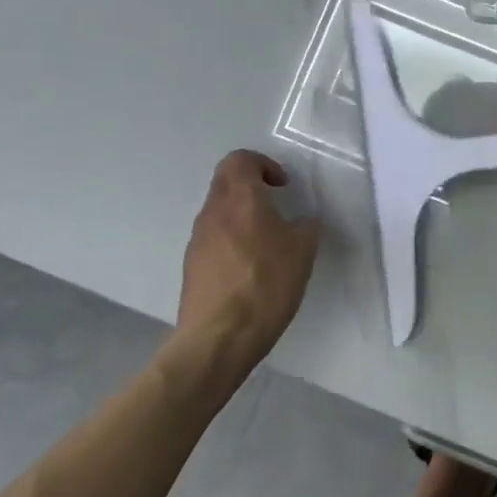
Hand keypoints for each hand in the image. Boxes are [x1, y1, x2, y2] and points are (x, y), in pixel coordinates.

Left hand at [176, 151, 321, 371]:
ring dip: (241, 216)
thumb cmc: (265, 284)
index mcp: (240, 198)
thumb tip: (300, 222)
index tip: (282, 186)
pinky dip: (232, 242)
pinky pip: (213, 239)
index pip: (240, 159)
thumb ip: (305, 227)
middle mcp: (213, 212)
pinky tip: (250, 270)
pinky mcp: (192, 266)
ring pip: (219, 211)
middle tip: (276, 207)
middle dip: (251, 187)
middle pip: (226, 182)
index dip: (263, 164)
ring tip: (267, 243)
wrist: (219, 337)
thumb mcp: (303, 251)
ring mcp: (198, 239)